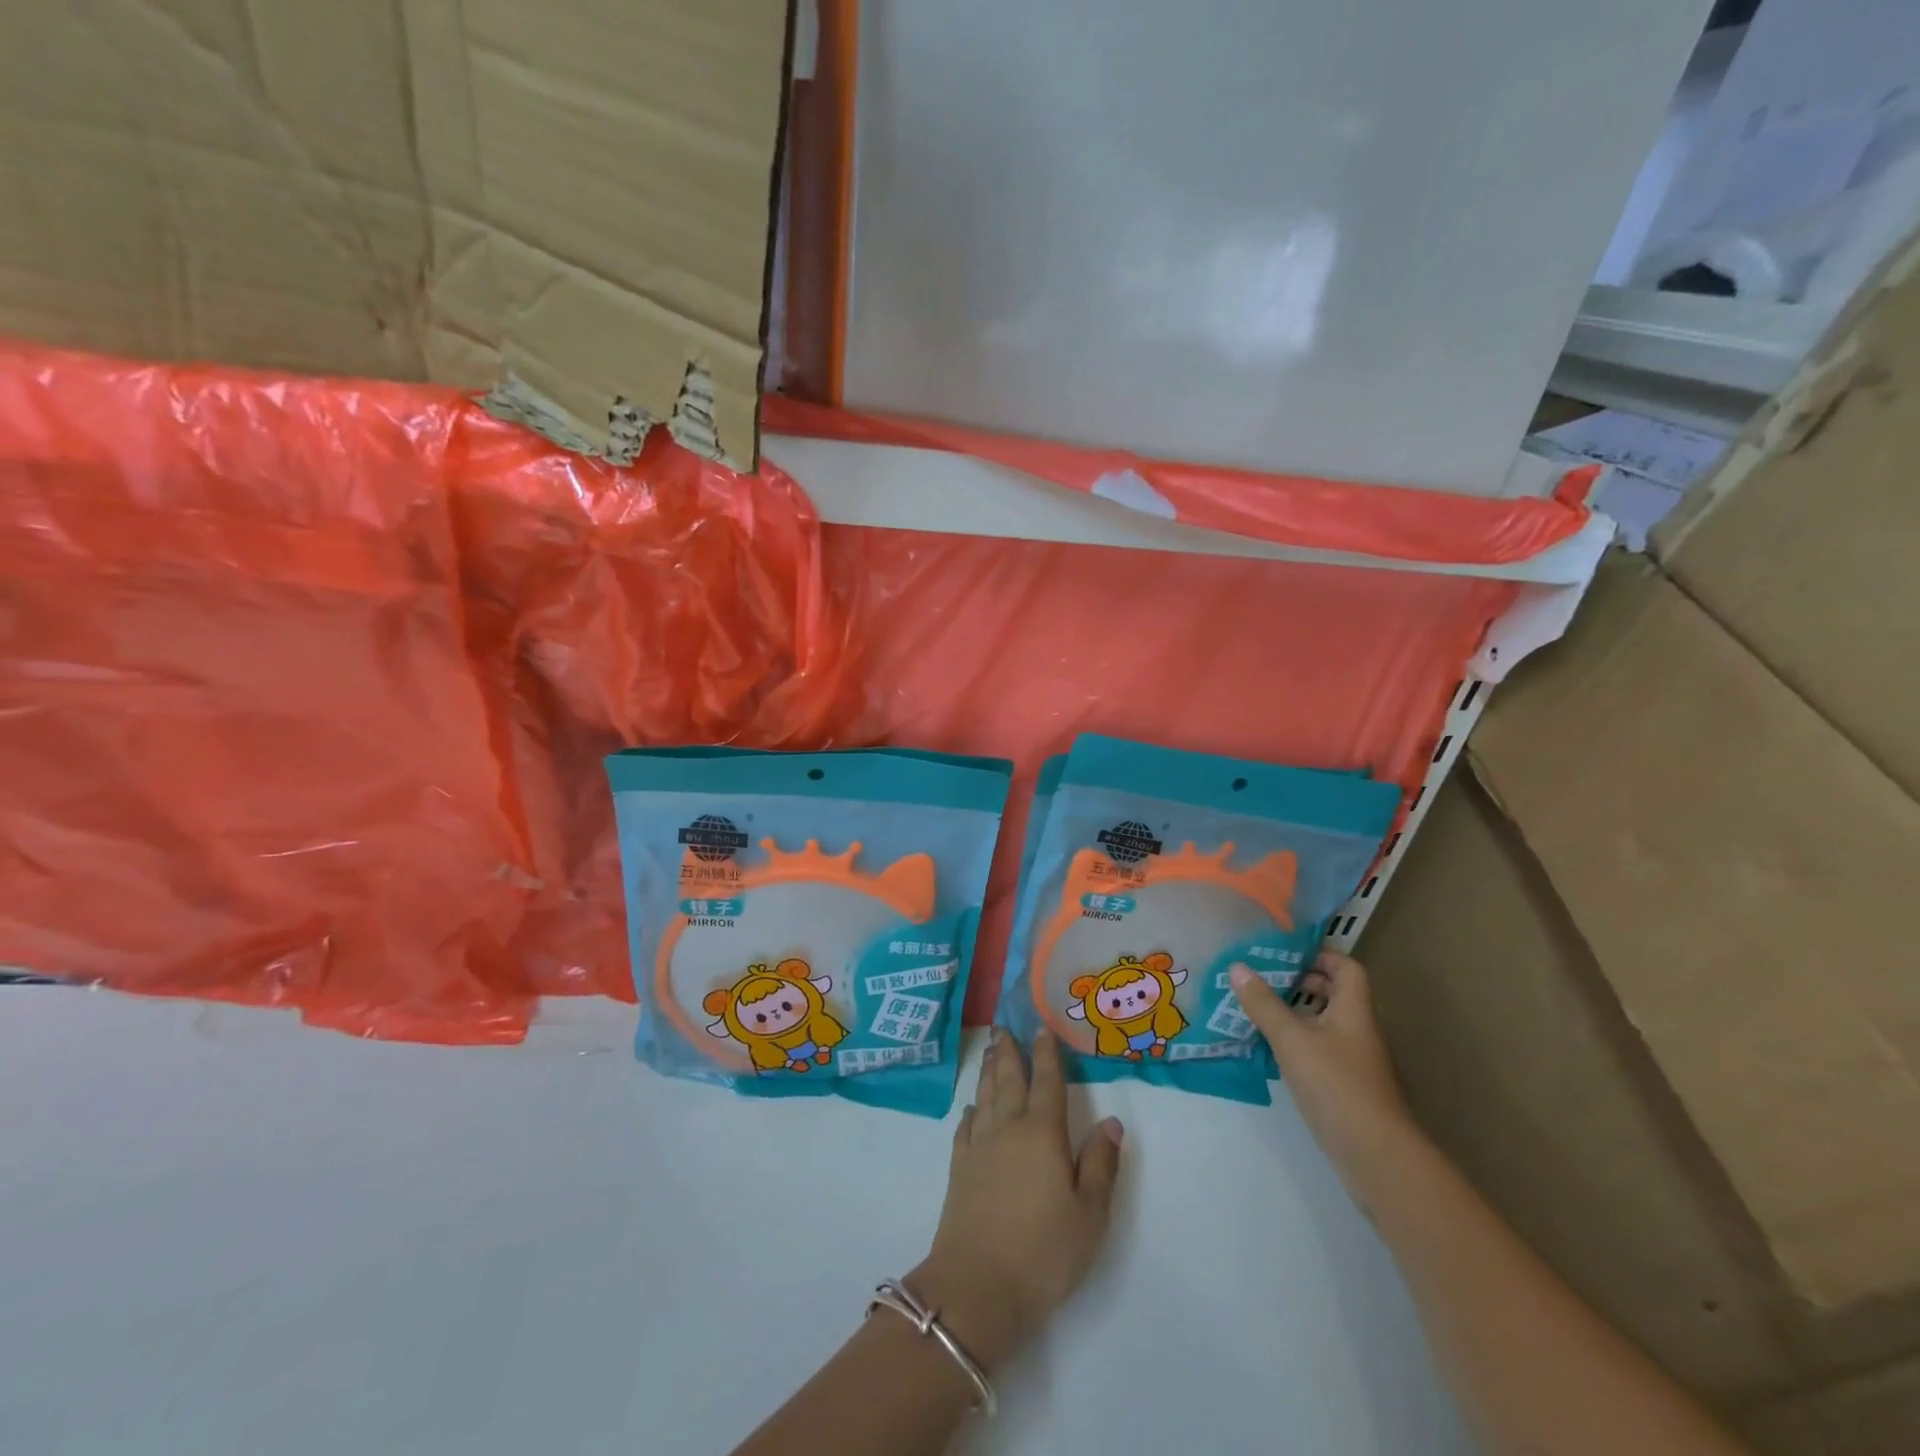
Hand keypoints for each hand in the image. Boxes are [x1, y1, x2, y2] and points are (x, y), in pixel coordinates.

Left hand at [911, 1028, 1124, 1371]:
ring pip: (985, 1096)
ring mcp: (979, 1147)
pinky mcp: (959, 1170)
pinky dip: (970, 1111)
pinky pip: (965, 1127)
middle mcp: (1008, 1129)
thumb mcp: (1089, 1215)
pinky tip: (971, 1108)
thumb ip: (1100, 1164)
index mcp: (1042, 1134)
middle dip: (1008, 1052)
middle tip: (1002, 1026)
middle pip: (1008, 1080)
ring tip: (988, 1051)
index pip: (1046, 1083)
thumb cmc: (1043, 1251)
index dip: (1046, 1055)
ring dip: (988, 1071)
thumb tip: (1112, 1122)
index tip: (1040, 1028)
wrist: (976, 1285)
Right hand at [1230, 951, 1415, 1185]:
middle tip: (1264, 978)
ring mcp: (1354, 1059)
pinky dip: (1296, 1042)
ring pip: (1324, 1023)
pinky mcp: (1346, 1085)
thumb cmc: (1336, 1084)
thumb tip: (1237, 967)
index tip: (1284, 952)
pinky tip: (1268, 1049)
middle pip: (1334, 993)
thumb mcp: (1291, 1038)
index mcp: (1353, 1009)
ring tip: (1257, 1009)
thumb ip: (1263, 1003)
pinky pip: (1319, 1049)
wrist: (1375, 1154)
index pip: (1345, 967)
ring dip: (1294, 1013)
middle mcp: (1358, 1029)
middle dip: (1300, 982)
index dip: (1318, 954)